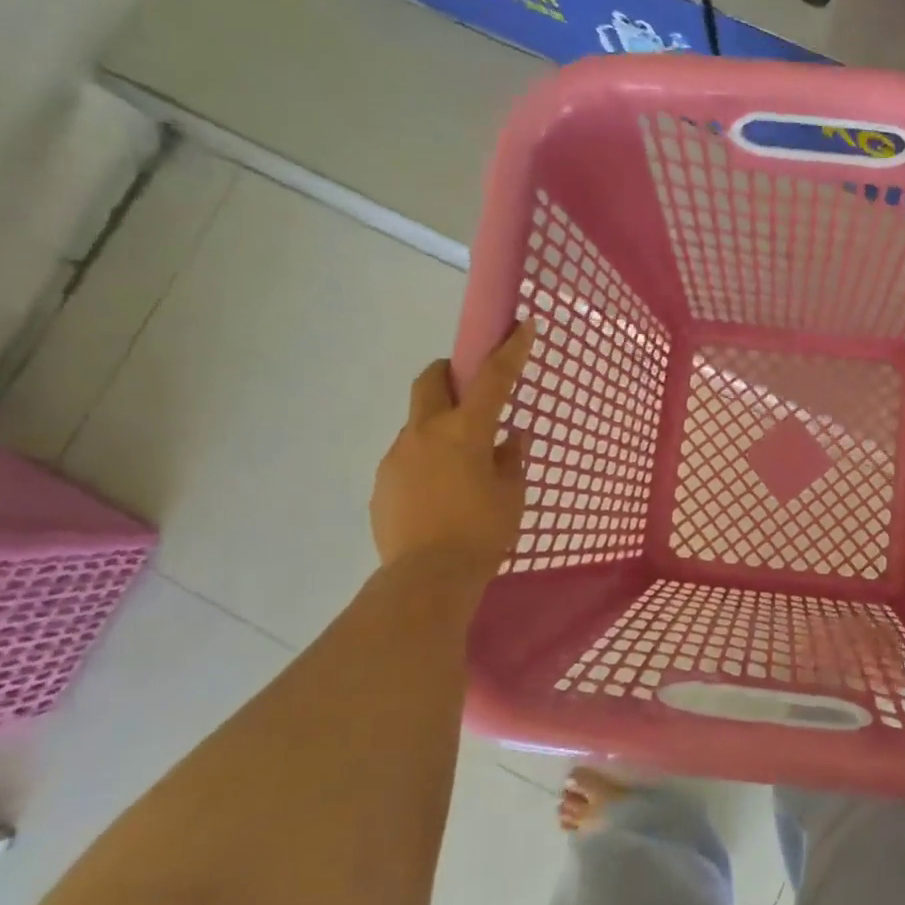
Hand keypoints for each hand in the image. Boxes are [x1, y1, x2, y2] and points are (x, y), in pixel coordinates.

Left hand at [371, 321, 534, 575]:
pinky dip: (424, 461)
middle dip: (449, 372)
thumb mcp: (512, 494)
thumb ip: (511, 458)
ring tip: (458, 465)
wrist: (426, 579)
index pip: (493, 378)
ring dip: (438, 426)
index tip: (523, 325)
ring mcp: (397, 456)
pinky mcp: (382, 483)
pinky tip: (438, 494)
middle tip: (469, 389)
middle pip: (430, 380)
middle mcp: (425, 432)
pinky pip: (406, 457)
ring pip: (417, 422)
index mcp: (465, 431)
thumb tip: (510, 437)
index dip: (510, 349)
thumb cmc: (482, 532)